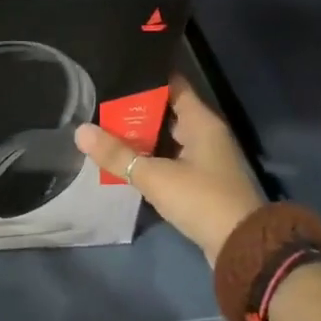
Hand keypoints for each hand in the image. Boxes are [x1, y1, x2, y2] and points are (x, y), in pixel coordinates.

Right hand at [75, 78, 263, 266]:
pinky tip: (124, 159)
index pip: (173, 85)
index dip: (146, 79)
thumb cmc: (201, 199)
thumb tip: (80, 131)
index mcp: (201, 122)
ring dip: (141, 136)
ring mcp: (205, 158)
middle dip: (135, 109)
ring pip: (166, 138)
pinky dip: (150, 157)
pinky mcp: (201, 181)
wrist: (240, 246)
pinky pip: (170, 159)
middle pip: (166, 112)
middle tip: (100, 103)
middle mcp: (206, 134)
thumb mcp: (154, 176)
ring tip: (104, 127)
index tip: (116, 73)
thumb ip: (117, 154)